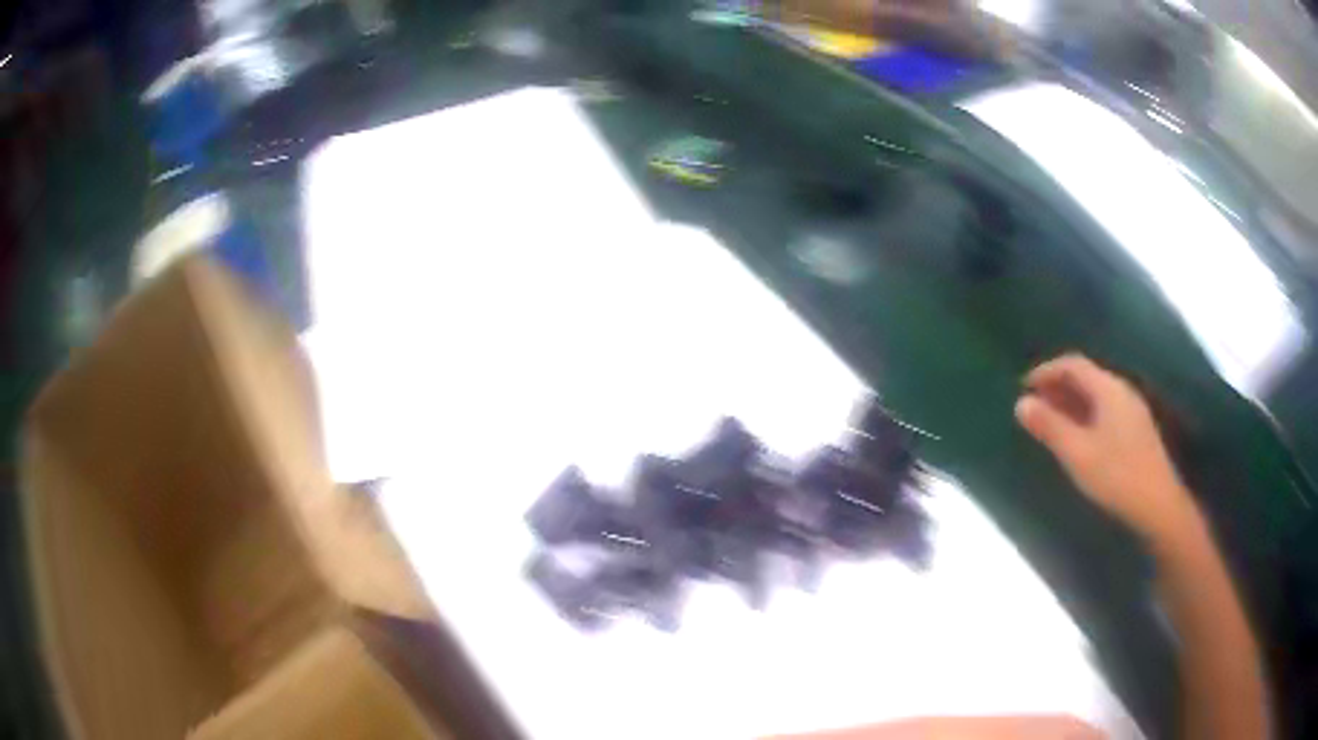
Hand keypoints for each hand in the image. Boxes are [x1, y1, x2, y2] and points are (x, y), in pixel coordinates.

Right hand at [1015, 353, 1198, 542]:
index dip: (1046, 371)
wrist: (1158, 504)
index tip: (1023, 387)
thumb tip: (1021, 403)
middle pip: (1086, 377)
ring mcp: (1132, 410)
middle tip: (1035, 405)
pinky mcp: (1137, 430)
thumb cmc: (1116, 476)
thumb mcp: (1077, 453)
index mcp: (1108, 389)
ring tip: (1052, 421)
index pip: (1073, 364)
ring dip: (1071, 401)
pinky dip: (1085, 414)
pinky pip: (1105, 409)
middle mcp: (1122, 391)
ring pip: (1096, 394)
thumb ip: (1050, 427)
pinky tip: (1079, 437)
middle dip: (1058, 386)